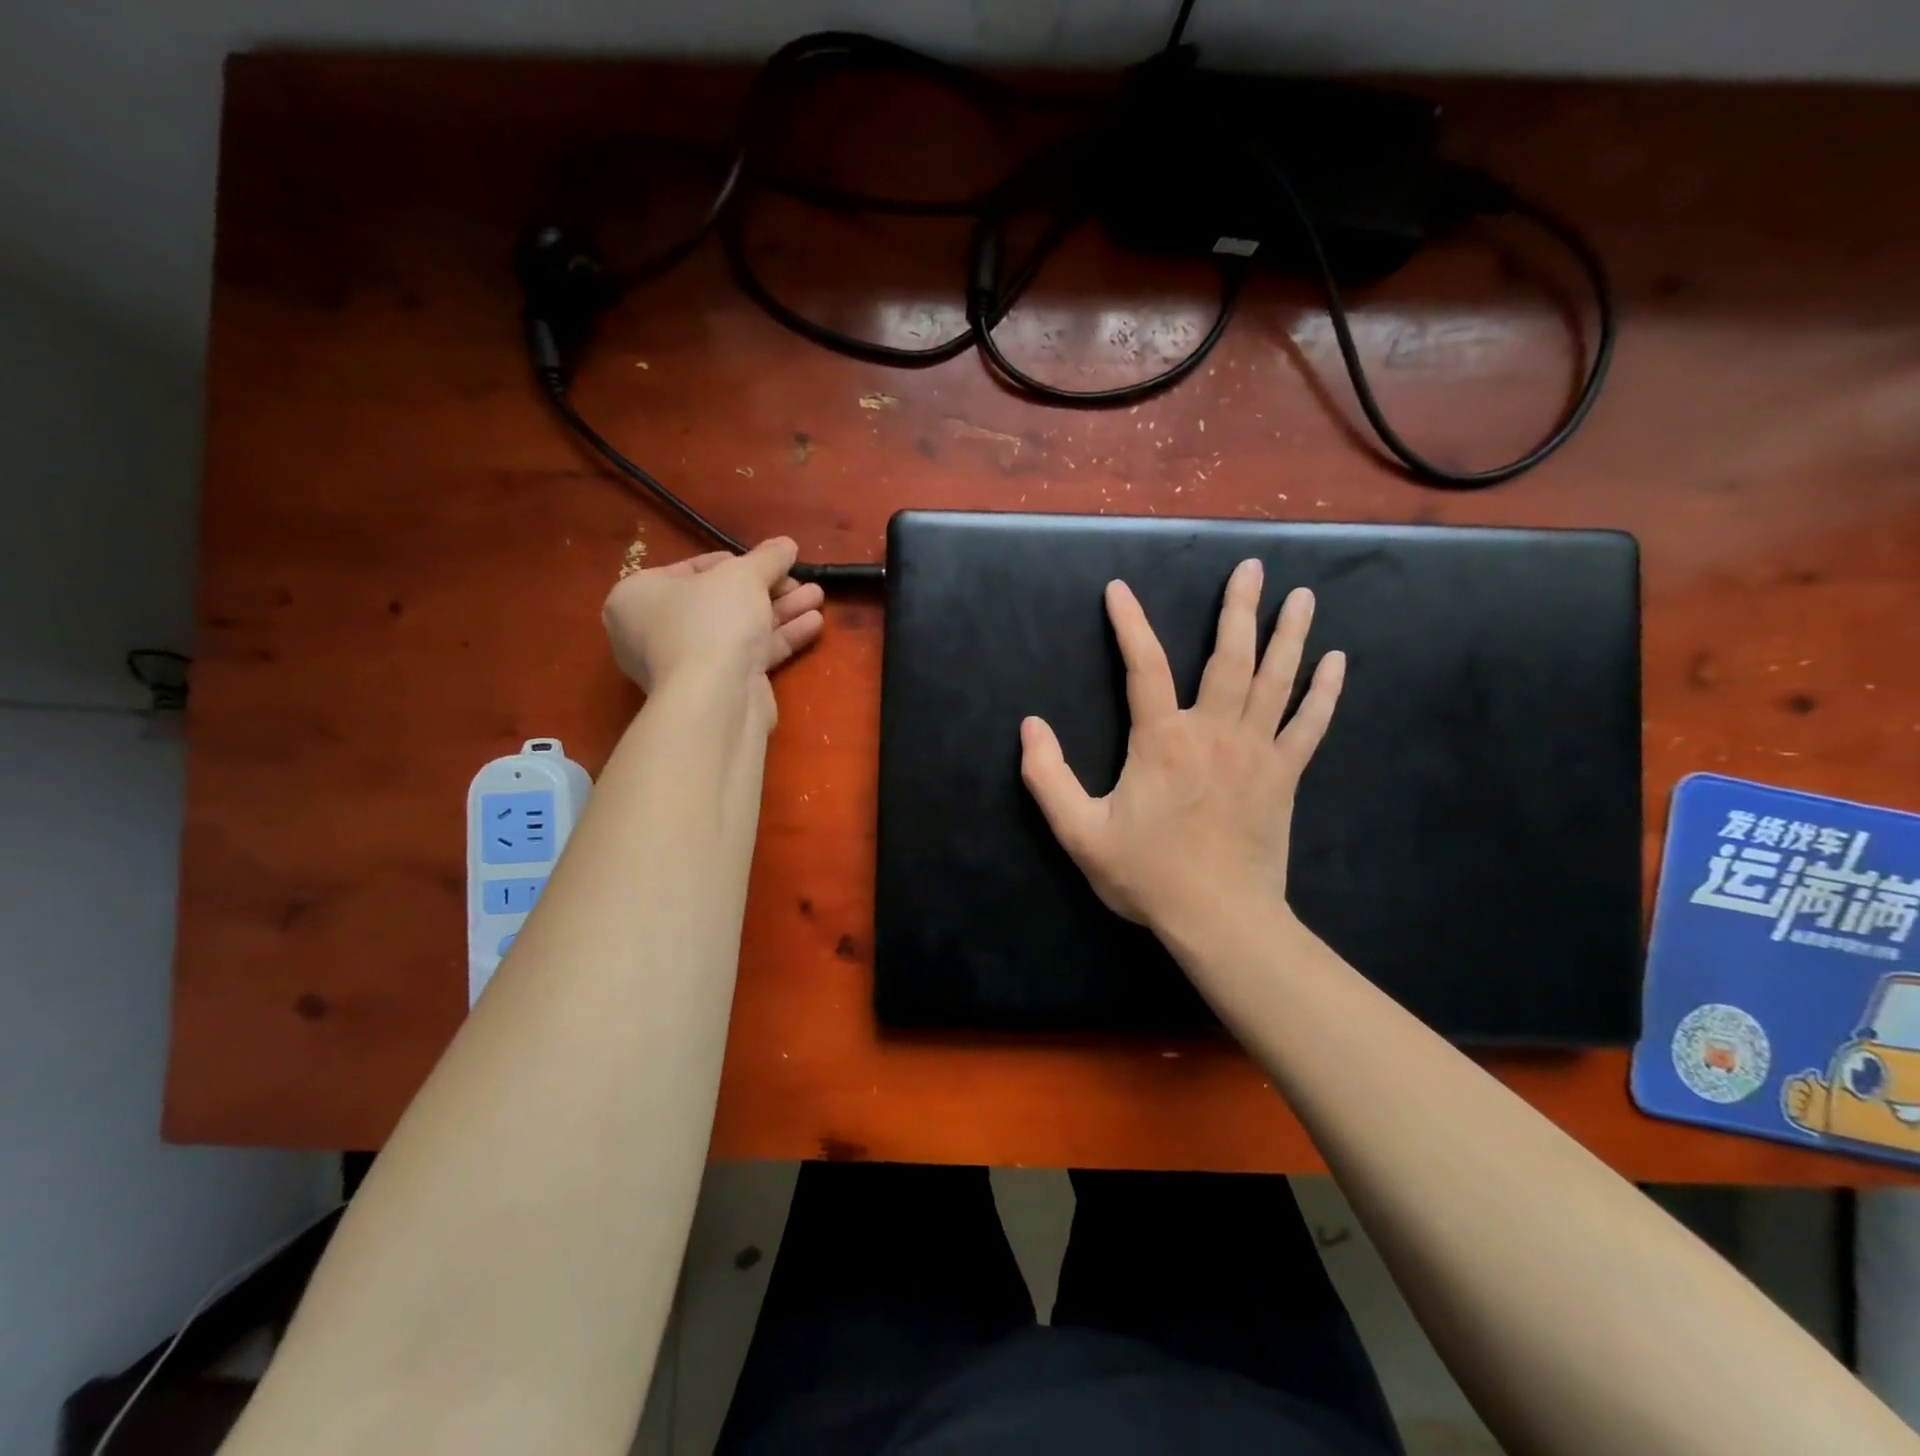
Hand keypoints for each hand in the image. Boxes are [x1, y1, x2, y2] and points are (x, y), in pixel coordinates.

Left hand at [603, 538, 824, 710]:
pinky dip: (779, 638)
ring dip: (781, 611)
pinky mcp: (717, 688)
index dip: (735, 563)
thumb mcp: (743, 576)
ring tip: (817, 596)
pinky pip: (749, 655)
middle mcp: (654, 631)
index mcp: (638, 596)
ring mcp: (686, 664)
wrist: (716, 699)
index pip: (691, 569)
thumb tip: (786, 544)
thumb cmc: (712, 622)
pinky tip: (813, 623)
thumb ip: (767, 558)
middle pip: (720, 601)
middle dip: (767, 589)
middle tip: (800, 580)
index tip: (769, 562)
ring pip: (739, 629)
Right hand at [1020, 559, 1343, 934]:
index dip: (1129, 624)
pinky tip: (1336, 661)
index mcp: (1162, 741)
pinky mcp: (1284, 775)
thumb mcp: (1079, 832)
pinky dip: (1324, 691)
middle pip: (1229, 657)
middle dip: (1240, 609)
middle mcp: (1214, 732)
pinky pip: (1310, 724)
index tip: (1119, 590)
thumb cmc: (1147, 875)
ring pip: (1276, 680)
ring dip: (1289, 634)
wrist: (1219, 918)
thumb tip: (1030, 726)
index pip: (1144, 666)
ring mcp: (1256, 752)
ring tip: (1302, 596)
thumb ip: (1048, 778)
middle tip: (1254, 567)